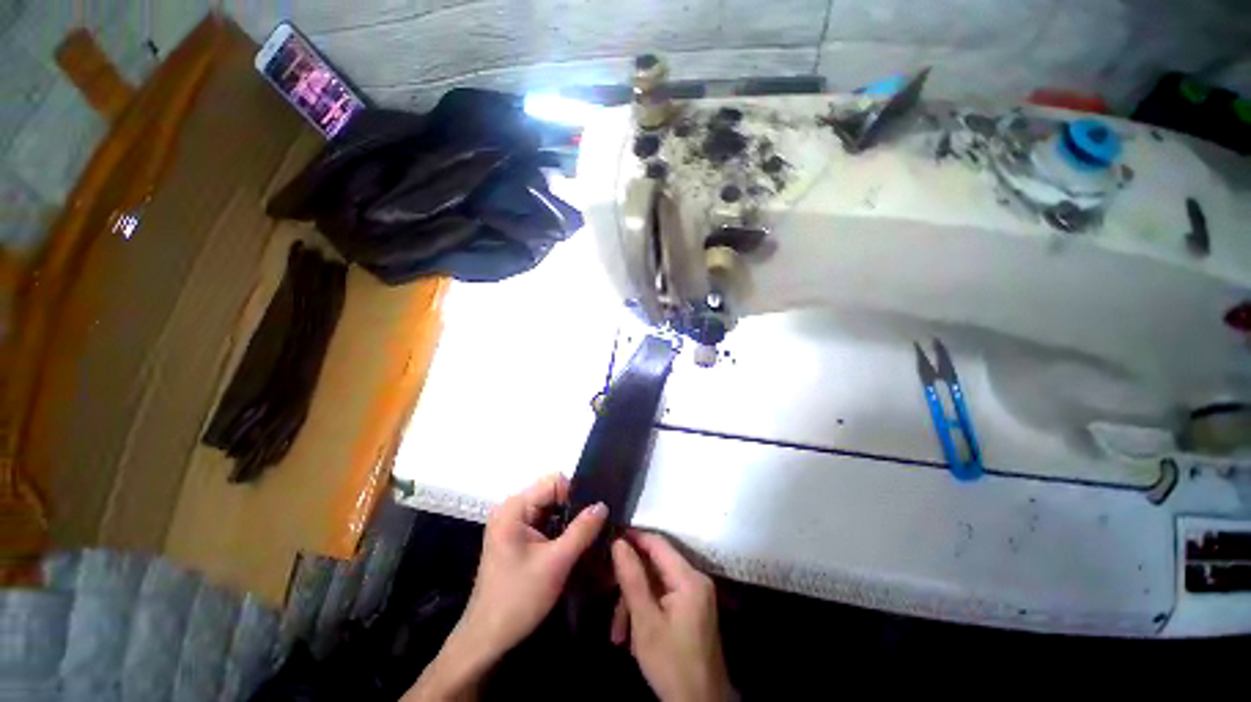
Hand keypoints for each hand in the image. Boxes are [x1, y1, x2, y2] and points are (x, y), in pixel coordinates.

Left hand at [405, 474, 606, 700]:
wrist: (487, 641)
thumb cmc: (518, 599)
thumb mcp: (556, 562)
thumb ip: (582, 530)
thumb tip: (603, 504)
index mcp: (515, 508)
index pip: (554, 482)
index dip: (576, 493)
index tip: (594, 513)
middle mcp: (512, 510)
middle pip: (553, 495)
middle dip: (575, 508)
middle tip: (597, 526)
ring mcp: (514, 525)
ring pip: (552, 510)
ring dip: (570, 521)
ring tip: (591, 535)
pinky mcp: (518, 540)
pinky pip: (546, 524)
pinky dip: (561, 532)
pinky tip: (575, 545)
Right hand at [611, 533, 732, 701]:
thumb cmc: (672, 664)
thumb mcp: (645, 622)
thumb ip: (632, 578)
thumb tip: (619, 543)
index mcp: (689, 578)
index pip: (658, 543)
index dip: (633, 538)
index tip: (610, 539)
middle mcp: (695, 579)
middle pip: (655, 566)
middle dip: (630, 582)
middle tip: (607, 594)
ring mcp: (696, 595)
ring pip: (657, 584)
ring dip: (635, 603)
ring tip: (618, 633)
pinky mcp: (692, 609)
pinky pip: (664, 598)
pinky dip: (647, 611)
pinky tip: (632, 636)